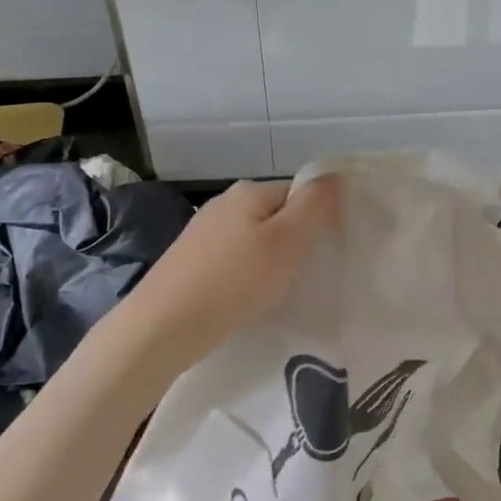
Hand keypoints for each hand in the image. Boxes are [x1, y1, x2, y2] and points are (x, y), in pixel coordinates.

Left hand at [121, 177, 341, 367]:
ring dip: (270, 260)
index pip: (299, 192)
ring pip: (254, 239)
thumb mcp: (286, 242)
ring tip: (277, 291)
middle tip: (305, 275)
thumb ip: (314, 206)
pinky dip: (246, 275)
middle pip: (275, 215)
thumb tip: (335, 175)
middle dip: (293, 242)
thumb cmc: (234, 281)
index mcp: (249, 191)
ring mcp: (204, 231)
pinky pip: (233, 259)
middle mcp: (224, 203)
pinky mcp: (191, 260)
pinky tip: (247, 298)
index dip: (317, 219)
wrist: (164, 325)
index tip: (325, 253)